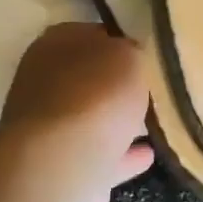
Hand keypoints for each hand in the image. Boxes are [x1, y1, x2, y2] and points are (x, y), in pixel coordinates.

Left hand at [0, 23, 152, 201]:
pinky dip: (123, 154)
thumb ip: (131, 52)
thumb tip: (131, 59)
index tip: (149, 52)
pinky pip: (101, 155)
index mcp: (55, 45)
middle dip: (119, 84)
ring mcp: (51, 129)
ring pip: (94, 118)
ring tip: (157, 120)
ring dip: (120, 120)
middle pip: (91, 78)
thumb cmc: (95, 97)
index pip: (93, 34)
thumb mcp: (127, 55)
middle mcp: (45, 83)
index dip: (122, 41)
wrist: (62, 168)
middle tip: (156, 86)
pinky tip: (149, 153)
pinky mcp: (62, 167)